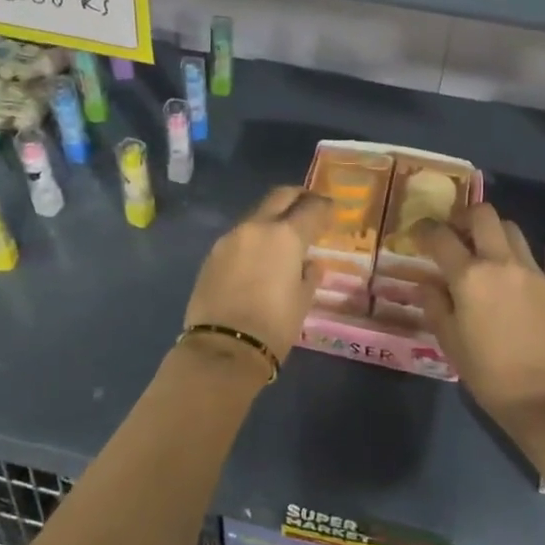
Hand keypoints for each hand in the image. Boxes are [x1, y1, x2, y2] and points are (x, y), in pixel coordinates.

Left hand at [184, 185, 330, 365]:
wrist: (223, 348)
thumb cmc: (274, 326)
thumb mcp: (303, 300)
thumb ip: (309, 275)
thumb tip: (310, 264)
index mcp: (286, 235)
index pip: (311, 208)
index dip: (324, 207)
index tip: (331, 211)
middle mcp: (256, 227)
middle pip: (280, 196)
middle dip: (297, 197)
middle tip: (309, 206)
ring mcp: (230, 238)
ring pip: (257, 214)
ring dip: (273, 217)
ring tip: (283, 236)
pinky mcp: (212, 254)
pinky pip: (239, 236)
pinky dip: (254, 238)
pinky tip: (259, 256)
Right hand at [415, 204, 544, 426]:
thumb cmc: (488, 372)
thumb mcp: (450, 341)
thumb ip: (435, 304)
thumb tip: (428, 283)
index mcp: (469, 277)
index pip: (440, 235)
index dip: (424, 229)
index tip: (417, 234)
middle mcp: (500, 262)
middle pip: (482, 214)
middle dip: (462, 217)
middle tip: (452, 234)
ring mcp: (528, 269)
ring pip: (508, 227)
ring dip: (489, 231)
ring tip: (478, 253)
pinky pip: (523, 252)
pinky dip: (507, 253)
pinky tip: (499, 278)